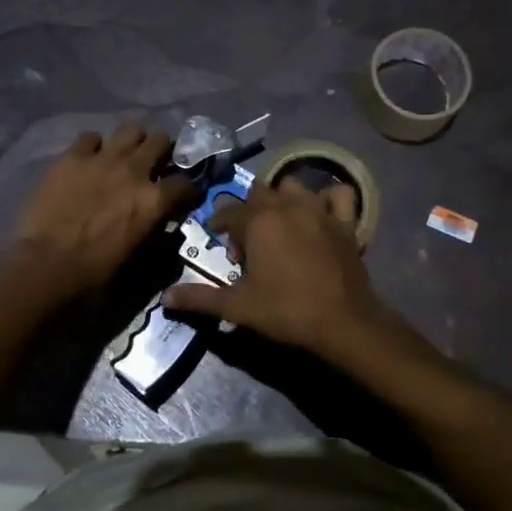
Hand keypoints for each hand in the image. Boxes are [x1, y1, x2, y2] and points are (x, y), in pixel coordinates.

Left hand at [9, 122, 196, 297]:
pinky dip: (94, 147)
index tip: (183, 196)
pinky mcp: (72, 156)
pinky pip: (90, 137)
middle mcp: (135, 171)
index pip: (185, 183)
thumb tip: (164, 223)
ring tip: (125, 155)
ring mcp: (103, 159)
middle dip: (163, 151)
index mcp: (155, 200)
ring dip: (133, 141)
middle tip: (154, 165)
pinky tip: (89, 160)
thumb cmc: (96, 271)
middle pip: (161, 141)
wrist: (48, 265)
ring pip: (131, 129)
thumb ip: (157, 234)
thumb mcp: (139, 258)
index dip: (187, 189)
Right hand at [162, 178, 384, 354]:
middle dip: (249, 210)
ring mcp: (320, 210)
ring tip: (281, 225)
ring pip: (295, 187)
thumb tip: (165, 297)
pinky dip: (329, 200)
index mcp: (258, 221)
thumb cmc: (285, 311)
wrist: (343, 323)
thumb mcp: (238, 307)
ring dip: (283, 199)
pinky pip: (339, 195)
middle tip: (248, 241)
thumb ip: (200, 298)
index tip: (216, 238)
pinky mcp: (346, 222)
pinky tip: (322, 215)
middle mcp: (287, 206)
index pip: (228, 212)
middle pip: (260, 193)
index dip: (219, 225)